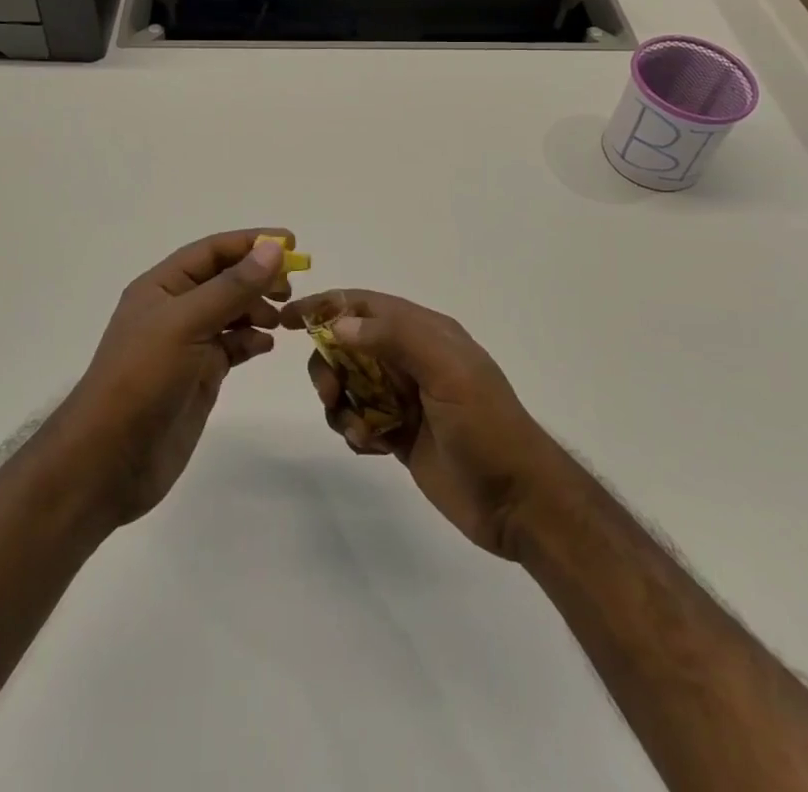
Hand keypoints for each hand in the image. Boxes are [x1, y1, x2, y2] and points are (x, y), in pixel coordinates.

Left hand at [63, 230, 292, 525]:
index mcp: (162, 285)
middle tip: (291, 286)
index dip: (250, 242)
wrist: (110, 459)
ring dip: (259, 308)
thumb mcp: (187, 323)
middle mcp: (176, 308)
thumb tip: (273, 248)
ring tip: (284, 319)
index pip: (212, 250)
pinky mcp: (200, 375)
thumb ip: (232, 287)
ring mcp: (188, 343)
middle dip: (258, 277)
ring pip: (232, 312)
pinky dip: (252, 340)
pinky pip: (233, 346)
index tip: (291, 242)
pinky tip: (267, 345)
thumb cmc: (143, 377)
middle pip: (225, 278)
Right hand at [285, 290, 569, 558]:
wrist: (519, 502)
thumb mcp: (447, 371)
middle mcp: (412, 359)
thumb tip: (340, 323)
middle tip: (331, 394)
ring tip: (358, 430)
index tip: (289, 320)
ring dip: (341, 403)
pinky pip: (359, 419)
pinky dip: (354, 429)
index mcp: (426, 333)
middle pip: (349, 345)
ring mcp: (405, 397)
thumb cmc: (486, 427)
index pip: (366, 306)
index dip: (327, 307)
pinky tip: (371, 447)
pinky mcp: (400, 433)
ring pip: (350, 384)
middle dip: (330, 365)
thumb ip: (395, 338)